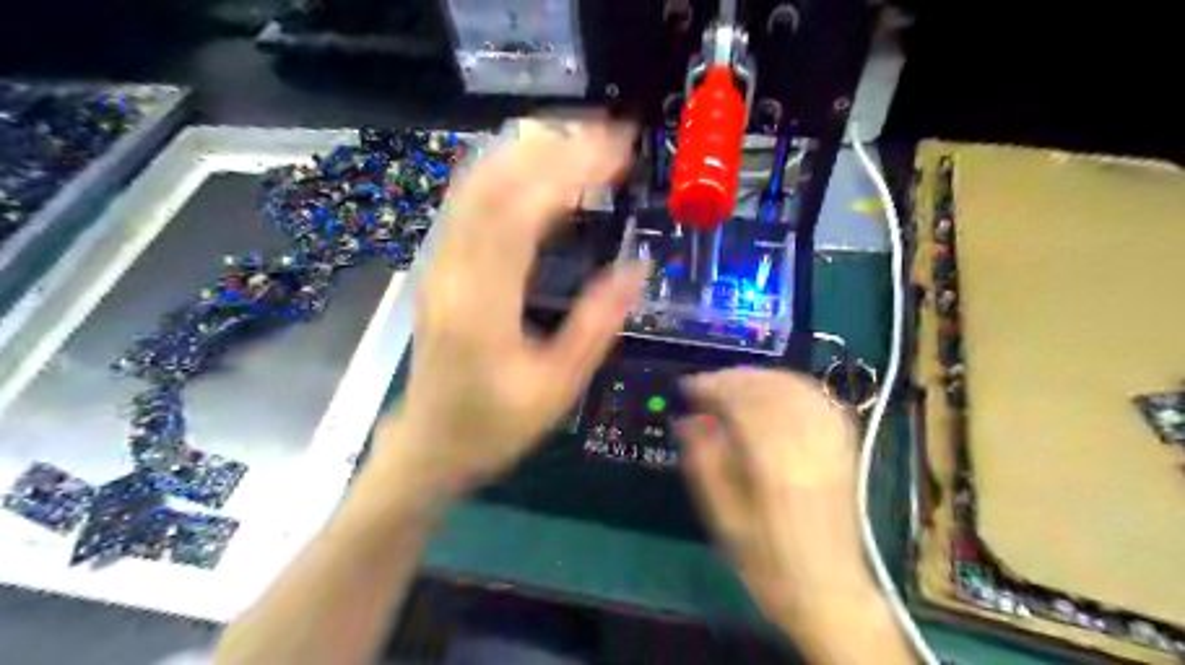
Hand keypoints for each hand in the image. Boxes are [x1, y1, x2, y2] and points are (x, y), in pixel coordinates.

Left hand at [380, 120, 647, 498]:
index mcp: (482, 304)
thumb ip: (596, 325)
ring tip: (581, 141)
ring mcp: (439, 263)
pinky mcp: (440, 265)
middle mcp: (452, 270)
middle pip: (492, 182)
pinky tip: (538, 169)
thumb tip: (638, 269)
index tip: (618, 151)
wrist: (429, 445)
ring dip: (528, 152)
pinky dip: (506, 172)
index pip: (522, 212)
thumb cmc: (494, 425)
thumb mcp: (556, 388)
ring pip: (475, 183)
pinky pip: (470, 202)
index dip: (570, 171)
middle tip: (608, 136)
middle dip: (552, 147)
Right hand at [676, 372, 868, 630]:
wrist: (829, 591)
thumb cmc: (768, 562)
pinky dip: (791, 386)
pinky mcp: (845, 446)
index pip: (742, 403)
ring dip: (761, 378)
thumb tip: (688, 421)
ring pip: (795, 387)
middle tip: (707, 385)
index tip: (689, 387)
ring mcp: (832, 443)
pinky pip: (819, 399)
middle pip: (770, 389)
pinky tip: (773, 391)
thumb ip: (705, 462)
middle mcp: (808, 446)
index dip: (712, 387)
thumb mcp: (724, 518)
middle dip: (733, 378)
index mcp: (776, 466)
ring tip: (734, 384)